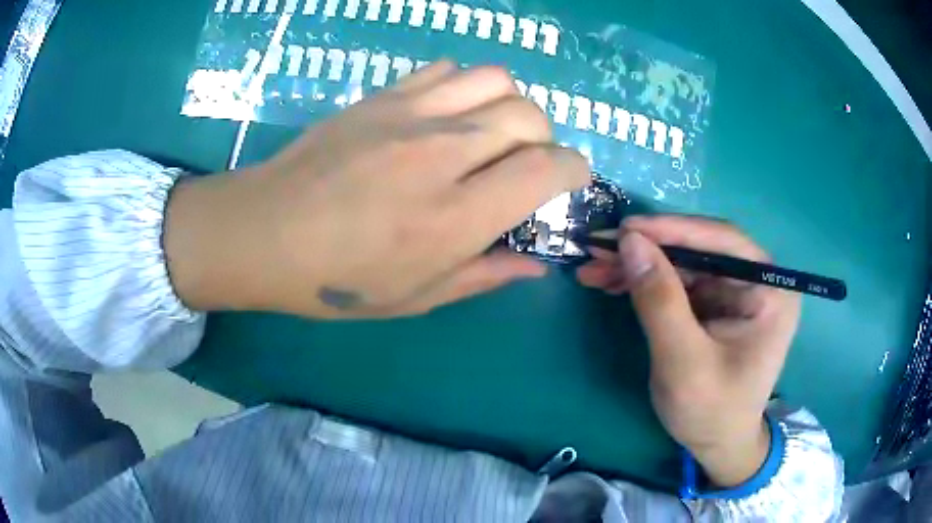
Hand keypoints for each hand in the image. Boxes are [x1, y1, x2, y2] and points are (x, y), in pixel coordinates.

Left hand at [164, 62, 589, 317]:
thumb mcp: (416, 298)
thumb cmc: (335, 279)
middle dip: (546, 140)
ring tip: (491, 133)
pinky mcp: (382, 96)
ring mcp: (409, 114)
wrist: (263, 233)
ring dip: (509, 106)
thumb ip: (485, 275)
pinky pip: (447, 70)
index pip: (548, 168)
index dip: (574, 171)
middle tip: (526, 165)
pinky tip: (447, 114)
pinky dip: (464, 87)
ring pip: (496, 80)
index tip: (569, 181)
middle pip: (530, 116)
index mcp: (456, 215)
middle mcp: (442, 153)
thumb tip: (536, 265)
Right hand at [577, 216, 800, 486]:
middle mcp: (756, 281)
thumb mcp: (684, 362)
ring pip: (682, 263)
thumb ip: (660, 301)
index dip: (674, 230)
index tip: (625, 229)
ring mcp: (734, 291)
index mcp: (769, 290)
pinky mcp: (714, 304)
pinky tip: (613, 283)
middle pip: (698, 250)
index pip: (723, 242)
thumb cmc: (711, 411)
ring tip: (594, 269)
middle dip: (647, 250)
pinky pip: (677, 282)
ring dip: (638, 265)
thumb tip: (630, 242)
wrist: (717, 445)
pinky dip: (644, 282)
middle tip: (597, 249)